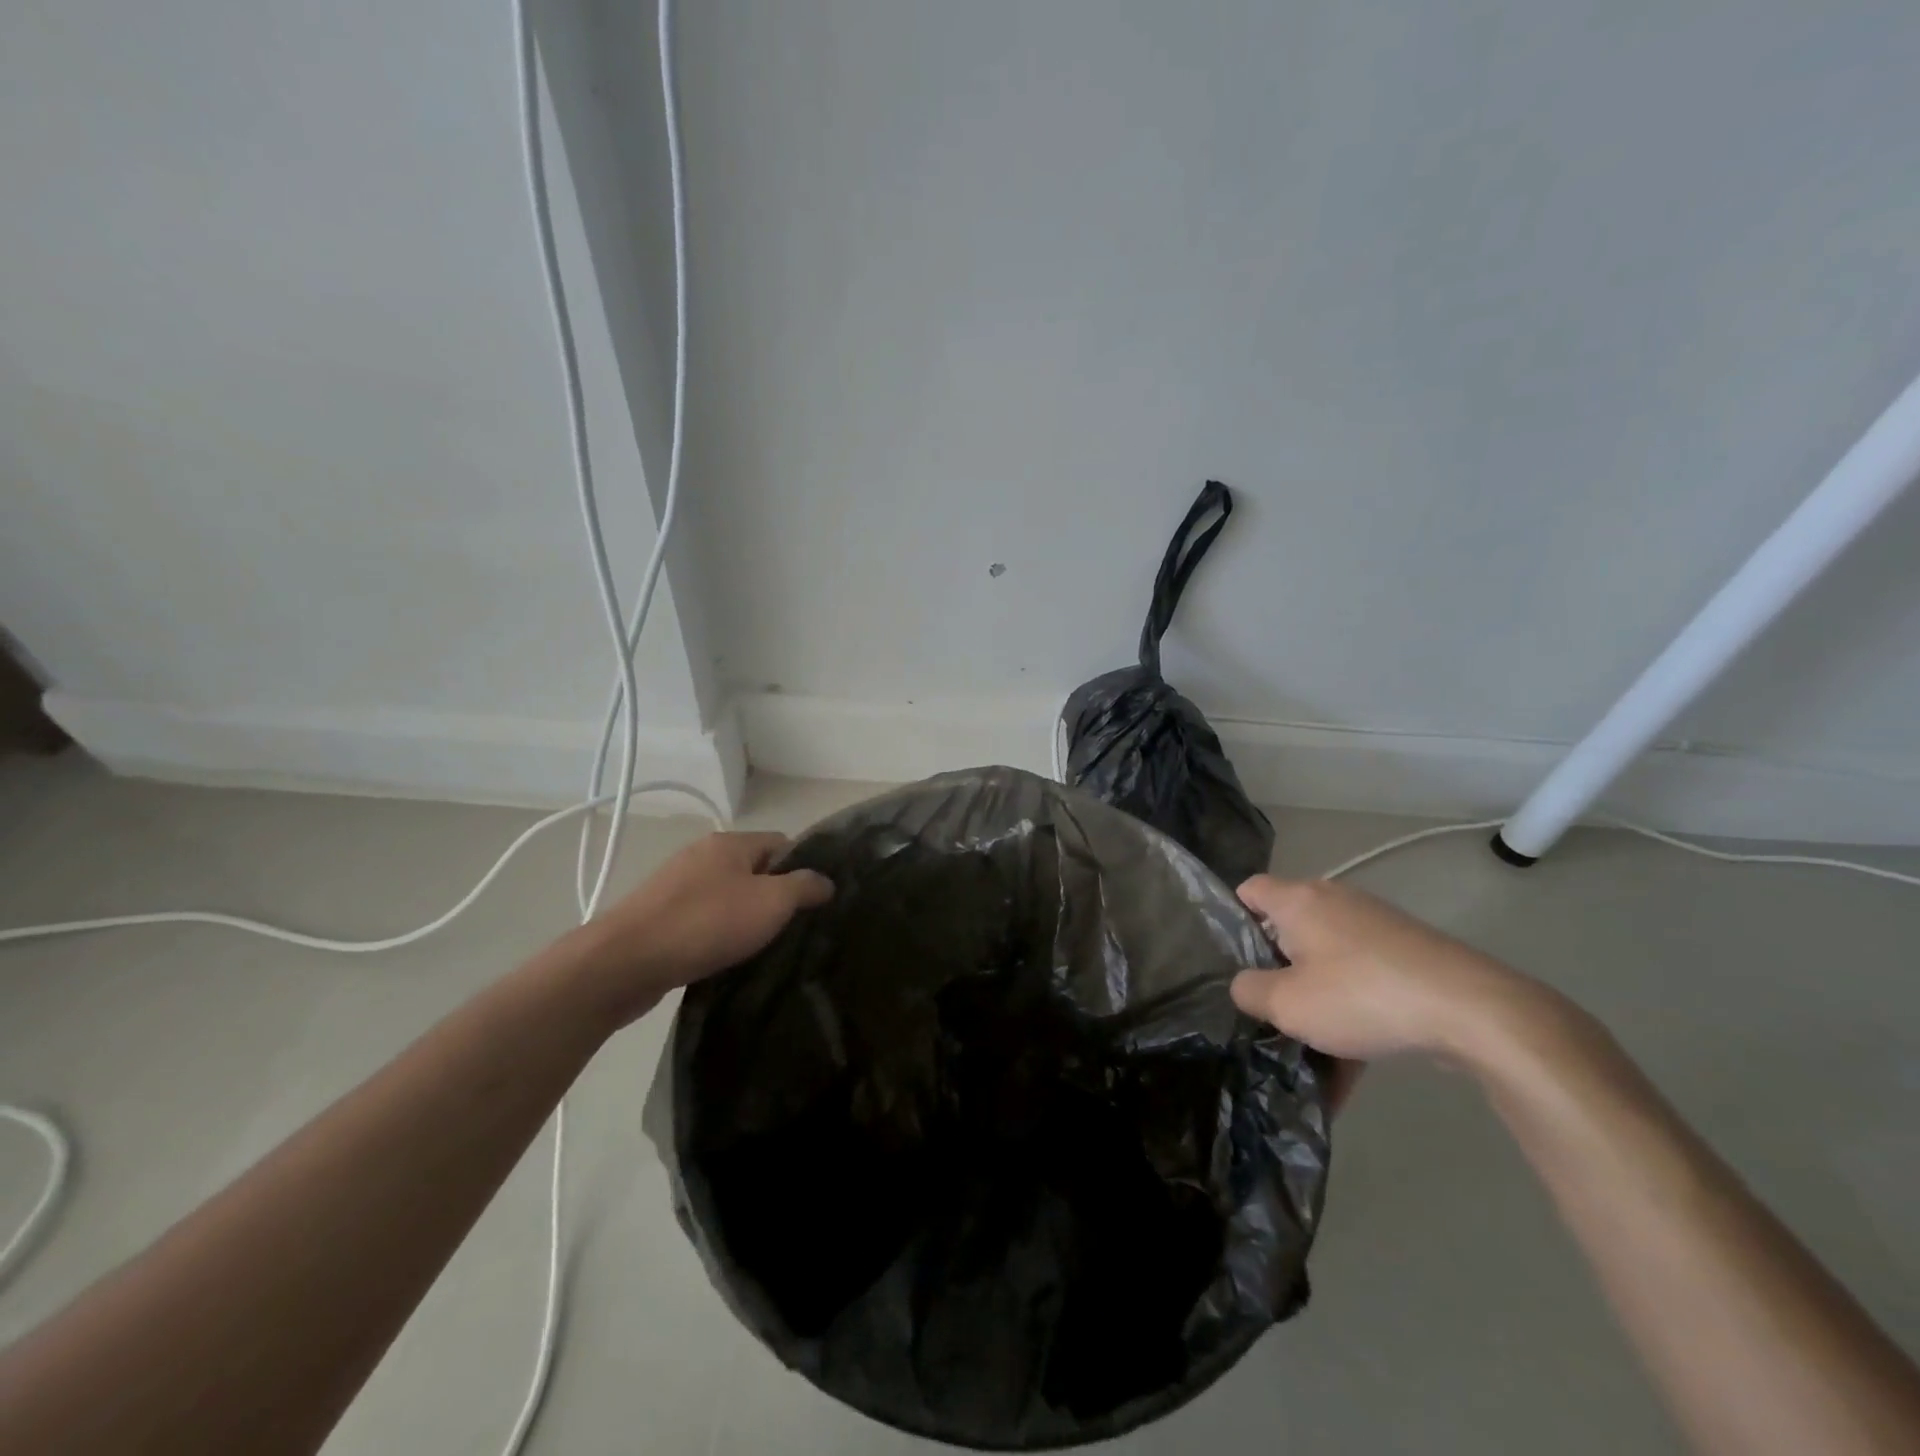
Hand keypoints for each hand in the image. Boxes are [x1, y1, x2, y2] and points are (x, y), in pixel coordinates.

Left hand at [567, 832, 832, 1024]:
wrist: (624, 962)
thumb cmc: (706, 923)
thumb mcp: (770, 902)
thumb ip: (804, 887)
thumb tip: (825, 881)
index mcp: (729, 843)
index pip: (781, 843)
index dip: (802, 868)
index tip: (814, 902)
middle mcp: (702, 856)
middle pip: (754, 870)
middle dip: (774, 897)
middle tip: (792, 929)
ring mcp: (676, 886)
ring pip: (727, 897)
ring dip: (744, 919)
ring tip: (761, 948)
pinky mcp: (658, 917)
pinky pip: (702, 920)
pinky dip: (717, 935)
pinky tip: (724, 958)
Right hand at [1230, 876, 1541, 1066]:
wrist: (1472, 1010)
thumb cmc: (1361, 995)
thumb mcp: (1287, 1004)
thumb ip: (1249, 991)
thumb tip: (1245, 985)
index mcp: (1299, 900)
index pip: (1250, 890)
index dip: (1233, 920)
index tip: (1231, 961)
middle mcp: (1334, 901)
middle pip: (1289, 929)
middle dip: (1277, 970)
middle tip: (1267, 1008)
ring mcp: (1376, 926)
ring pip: (1328, 962)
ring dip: (1316, 1001)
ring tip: (1310, 1053)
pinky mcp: (1409, 954)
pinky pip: (1365, 982)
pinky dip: (1353, 1015)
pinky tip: (1352, 1071)